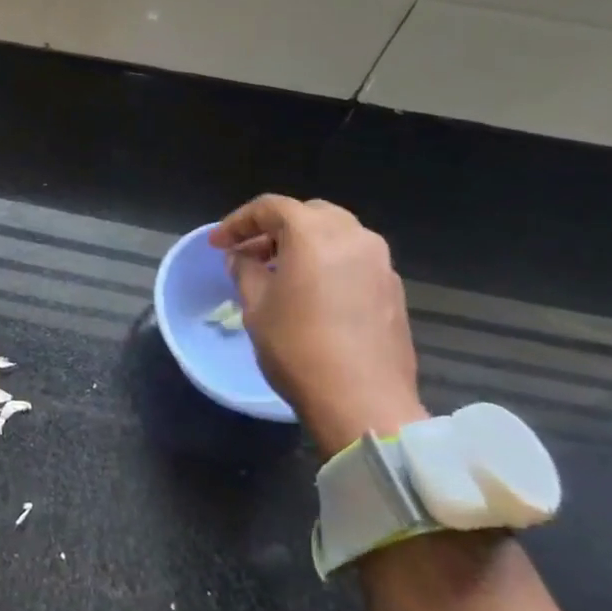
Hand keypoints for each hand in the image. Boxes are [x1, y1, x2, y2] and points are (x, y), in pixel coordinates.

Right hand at [210, 194, 426, 459]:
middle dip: (274, 228)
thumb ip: (245, 271)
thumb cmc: (298, 348)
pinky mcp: (393, 290)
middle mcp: (353, 237)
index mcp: (314, 234)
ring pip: (335, 235)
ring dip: (304, 245)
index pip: (271, 207)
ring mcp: (380, 263)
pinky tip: (311, 293)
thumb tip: (241, 257)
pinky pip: (354, 261)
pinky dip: (328, 263)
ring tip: (278, 272)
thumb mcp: (256, 307)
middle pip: (308, 214)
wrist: (363, 402)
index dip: (238, 222)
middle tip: (249, 253)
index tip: (217, 244)